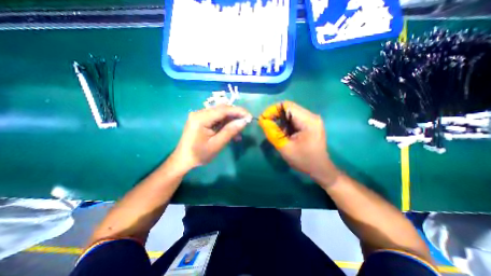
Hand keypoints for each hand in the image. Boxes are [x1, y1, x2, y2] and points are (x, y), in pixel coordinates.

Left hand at [171, 105, 249, 171]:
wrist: (183, 160)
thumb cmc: (199, 155)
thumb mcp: (217, 144)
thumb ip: (230, 131)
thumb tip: (244, 121)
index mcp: (201, 118)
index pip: (223, 109)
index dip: (238, 111)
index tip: (249, 116)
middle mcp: (199, 113)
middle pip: (222, 110)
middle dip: (235, 116)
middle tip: (246, 124)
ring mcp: (200, 116)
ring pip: (220, 114)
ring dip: (231, 122)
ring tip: (239, 133)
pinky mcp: (201, 120)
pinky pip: (216, 119)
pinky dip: (225, 125)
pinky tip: (231, 133)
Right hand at [257, 102, 342, 184]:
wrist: (319, 169)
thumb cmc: (303, 160)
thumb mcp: (285, 148)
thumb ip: (273, 133)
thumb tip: (262, 121)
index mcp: (308, 121)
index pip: (287, 106)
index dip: (272, 110)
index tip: (263, 119)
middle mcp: (311, 116)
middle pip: (289, 108)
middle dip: (275, 115)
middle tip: (267, 125)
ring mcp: (311, 119)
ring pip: (290, 113)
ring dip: (280, 119)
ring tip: (275, 130)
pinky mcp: (310, 123)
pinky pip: (294, 118)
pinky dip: (285, 123)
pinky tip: (283, 132)